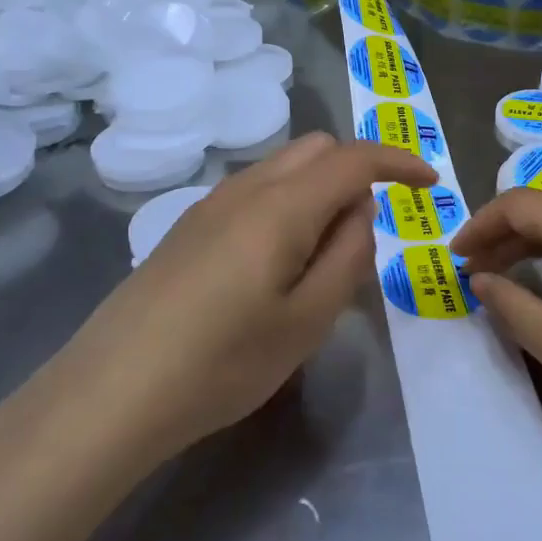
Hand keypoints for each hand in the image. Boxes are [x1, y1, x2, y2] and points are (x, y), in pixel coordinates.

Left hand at [68, 133, 435, 458]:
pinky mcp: (188, 227)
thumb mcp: (308, 320)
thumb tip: (360, 210)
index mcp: (282, 205)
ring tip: (322, 258)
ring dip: (319, 190)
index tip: (429, 185)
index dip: (399, 162)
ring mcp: (210, 204)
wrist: (111, 392)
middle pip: (317, 148)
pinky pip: (255, 192)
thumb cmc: (222, 362)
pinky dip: (287, 204)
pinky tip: (276, 264)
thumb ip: (348, 254)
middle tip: (368, 233)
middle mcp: (246, 188)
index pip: (354, 158)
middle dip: (357, 172)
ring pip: (283, 167)